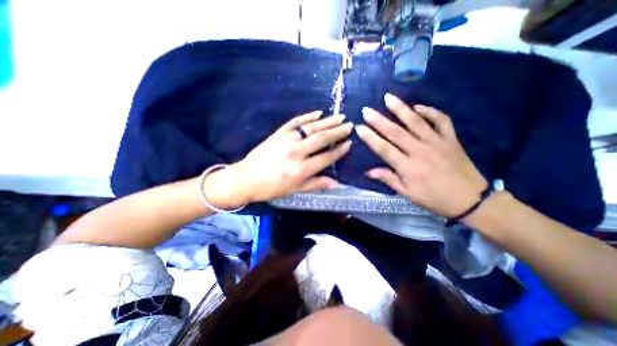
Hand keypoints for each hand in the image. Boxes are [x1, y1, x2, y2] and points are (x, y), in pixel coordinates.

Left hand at [210, 110, 351, 205]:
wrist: (247, 178)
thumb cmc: (272, 188)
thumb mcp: (295, 190)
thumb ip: (316, 184)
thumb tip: (336, 183)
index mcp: (302, 169)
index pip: (327, 157)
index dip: (340, 150)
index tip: (349, 143)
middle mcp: (297, 152)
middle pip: (322, 139)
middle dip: (338, 131)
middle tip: (349, 125)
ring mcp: (287, 140)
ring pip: (311, 128)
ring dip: (327, 121)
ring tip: (340, 116)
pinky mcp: (279, 133)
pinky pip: (295, 122)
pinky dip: (307, 116)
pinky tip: (318, 113)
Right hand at [355, 94, 489, 218]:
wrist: (471, 200)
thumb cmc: (434, 199)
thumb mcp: (408, 194)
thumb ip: (388, 179)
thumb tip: (369, 171)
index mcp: (408, 167)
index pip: (384, 149)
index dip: (370, 138)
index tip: (359, 128)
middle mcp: (420, 151)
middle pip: (396, 132)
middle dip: (379, 120)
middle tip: (367, 110)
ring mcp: (437, 142)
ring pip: (416, 122)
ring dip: (400, 109)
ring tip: (388, 97)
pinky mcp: (451, 139)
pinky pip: (441, 120)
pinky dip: (430, 111)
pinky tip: (418, 107)